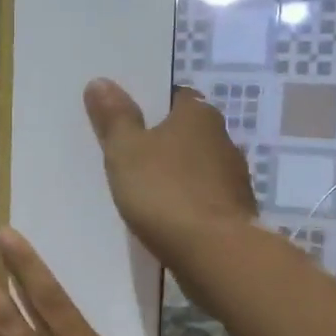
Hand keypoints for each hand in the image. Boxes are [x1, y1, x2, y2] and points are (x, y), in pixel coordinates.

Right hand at [83, 81, 257, 280]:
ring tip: (142, 188)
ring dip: (176, 174)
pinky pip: (203, 198)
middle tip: (128, 154)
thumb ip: (114, 117)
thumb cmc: (165, 192)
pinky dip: (186, 202)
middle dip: (163, 141)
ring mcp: (234, 178)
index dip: (151, 106)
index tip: (127, 119)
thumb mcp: (126, 151)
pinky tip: (166, 216)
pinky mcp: (235, 212)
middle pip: (187, 132)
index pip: (175, 97)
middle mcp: (223, 139)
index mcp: (198, 115)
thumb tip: (101, 81)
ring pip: (197, 167)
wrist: (215, 253)